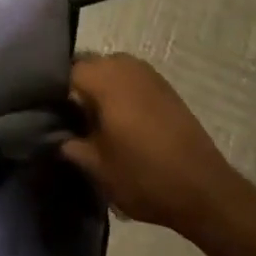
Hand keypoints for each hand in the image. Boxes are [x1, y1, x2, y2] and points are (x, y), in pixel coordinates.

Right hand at [61, 53, 250, 237]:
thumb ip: (70, 146)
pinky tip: (121, 122)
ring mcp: (147, 73)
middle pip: (87, 67)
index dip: (54, 94)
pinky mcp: (165, 87)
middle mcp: (123, 64)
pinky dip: (121, 94)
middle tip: (71, 120)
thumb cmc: (144, 175)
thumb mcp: (97, 167)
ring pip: (110, 72)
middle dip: (77, 89)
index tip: (51, 116)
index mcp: (103, 77)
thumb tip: (57, 136)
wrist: (205, 190)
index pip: (64, 72)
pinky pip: (130, 80)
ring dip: (100, 90)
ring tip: (96, 122)